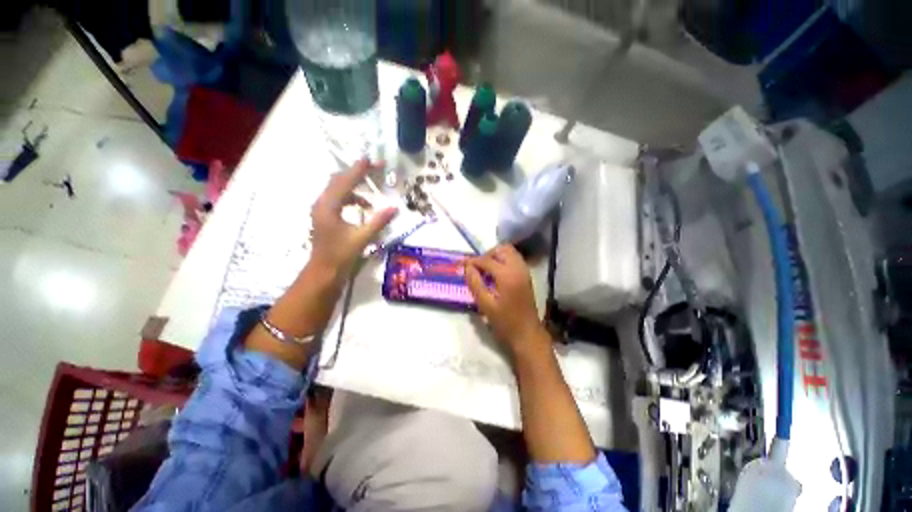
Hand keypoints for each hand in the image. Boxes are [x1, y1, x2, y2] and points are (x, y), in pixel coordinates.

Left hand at [309, 160, 397, 273]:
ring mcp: (322, 210)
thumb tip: (395, 208)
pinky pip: (339, 199)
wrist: (324, 272)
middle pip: (339, 180)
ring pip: (338, 190)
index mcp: (329, 206)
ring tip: (372, 192)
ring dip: (355, 187)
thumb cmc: (341, 255)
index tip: (371, 159)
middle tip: (375, 169)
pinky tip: (364, 208)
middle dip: (357, 174)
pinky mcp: (325, 216)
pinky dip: (352, 199)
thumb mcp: (362, 238)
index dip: (359, 170)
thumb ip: (378, 221)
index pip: (345, 181)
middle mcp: (322, 203)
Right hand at [464, 244, 550, 356]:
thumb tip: (467, 267)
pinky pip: (514, 259)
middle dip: (487, 255)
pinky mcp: (527, 275)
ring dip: (496, 256)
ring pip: (509, 252)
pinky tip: (496, 274)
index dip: (472, 261)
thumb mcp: (485, 305)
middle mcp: (518, 268)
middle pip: (501, 249)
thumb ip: (475, 283)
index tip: (461, 264)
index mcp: (507, 275)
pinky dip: (504, 260)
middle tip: (476, 268)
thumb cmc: (505, 322)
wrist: (528, 334)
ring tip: (485, 270)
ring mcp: (524, 271)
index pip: (487, 260)